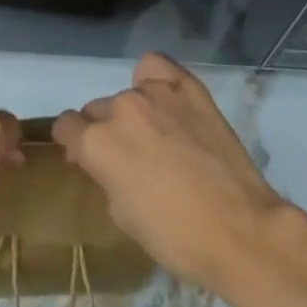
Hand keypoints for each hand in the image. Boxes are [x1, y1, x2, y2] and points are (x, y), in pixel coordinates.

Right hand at [54, 53, 291, 288]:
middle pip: (97, 110)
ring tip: (158, 135)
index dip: (73, 143)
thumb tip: (103, 162)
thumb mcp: (124, 218)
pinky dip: (154, 80)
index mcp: (97, 143)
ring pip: (127, 94)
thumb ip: (105, 178)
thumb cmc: (177, 238)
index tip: (84, 158)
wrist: (240, 230)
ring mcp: (153, 92)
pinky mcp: (185, 85)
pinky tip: (165, 99)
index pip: (66, 126)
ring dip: (133, 113)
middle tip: (130, 158)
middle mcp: (119, 108)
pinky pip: (156, 68)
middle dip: (105, 131)